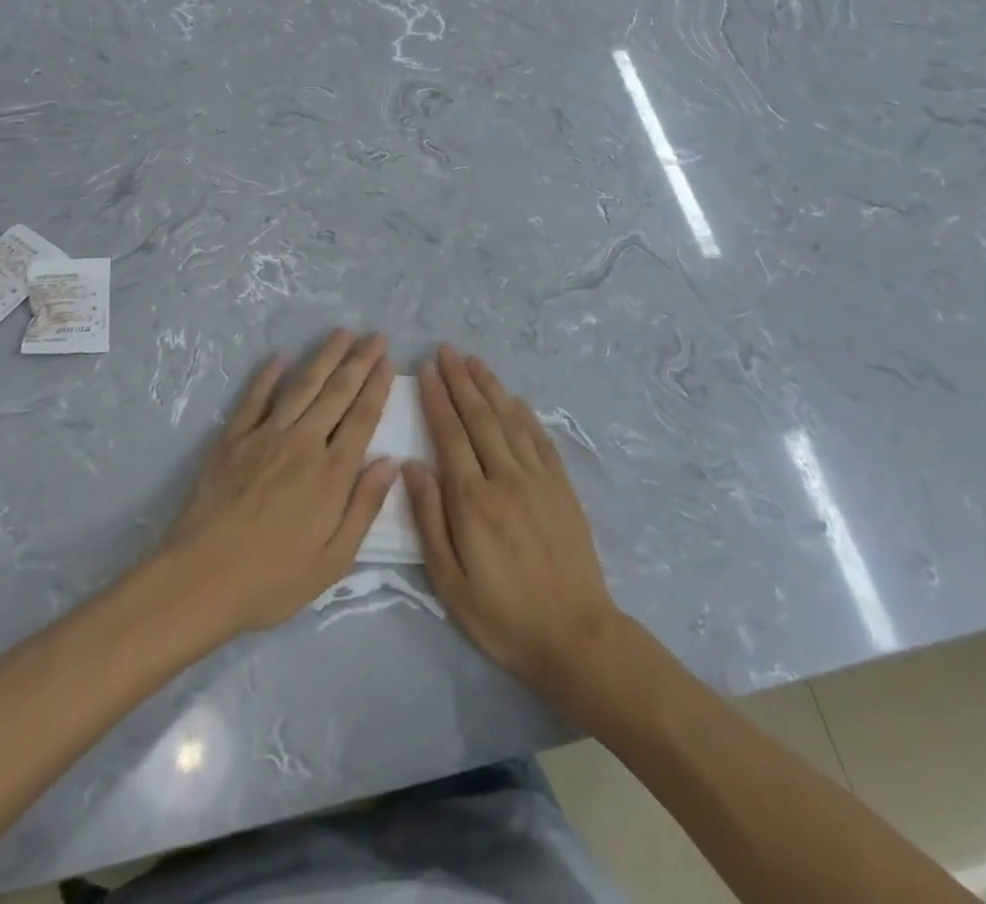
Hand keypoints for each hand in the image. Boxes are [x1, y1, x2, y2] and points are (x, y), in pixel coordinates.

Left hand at [162, 331, 398, 636]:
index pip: (362, 417)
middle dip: (359, 361)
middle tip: (375, 336)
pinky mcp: (233, 439)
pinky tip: (280, 357)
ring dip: (324, 356)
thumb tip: (391, 462)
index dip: (378, 386)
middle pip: (337, 392)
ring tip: (341, 333)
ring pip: (302, 386)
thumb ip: (364, 507)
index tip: (388, 361)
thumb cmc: (273, 580)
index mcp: (331, 474)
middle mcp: (303, 443)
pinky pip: (254, 398)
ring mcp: (265, 437)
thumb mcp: (334, 560)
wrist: (199, 581)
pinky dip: (268, 375)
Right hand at [405, 346, 621, 691]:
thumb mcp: (450, 580)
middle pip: (480, 418)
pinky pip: (540, 439)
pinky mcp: (562, 487)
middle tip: (446, 351)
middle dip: (461, 381)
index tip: (427, 371)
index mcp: (473, 500)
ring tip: (473, 361)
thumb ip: (430, 518)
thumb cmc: (502, 615)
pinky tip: (514, 399)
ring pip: (510, 420)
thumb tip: (411, 465)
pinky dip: (524, 414)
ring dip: (491, 387)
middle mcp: (506, 478)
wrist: (574, 635)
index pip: (450, 435)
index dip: (437, 400)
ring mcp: (538, 479)